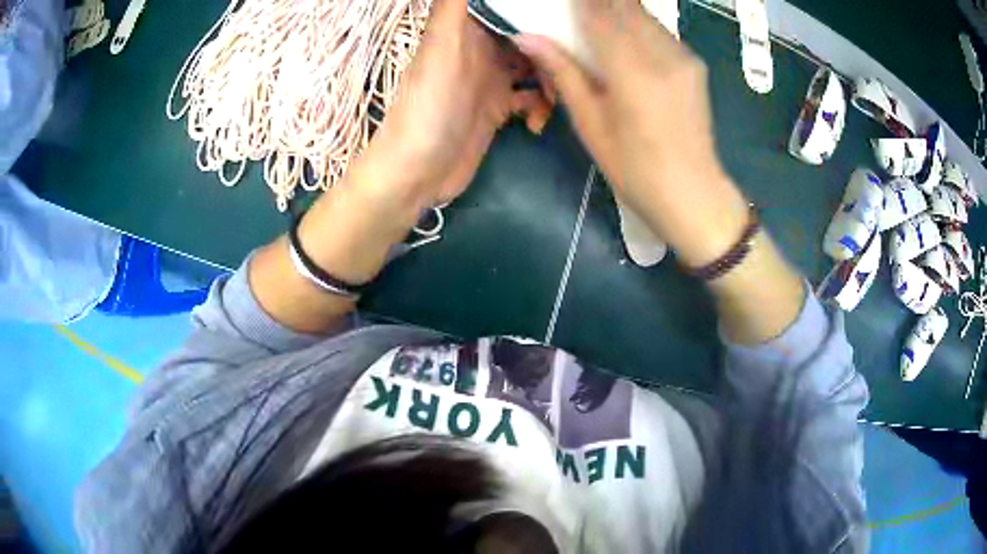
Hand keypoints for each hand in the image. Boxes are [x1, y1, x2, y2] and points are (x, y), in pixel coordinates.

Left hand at [365, 0, 553, 213]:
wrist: (417, 173)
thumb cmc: (428, 107)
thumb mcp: (441, 47)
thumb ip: (454, 6)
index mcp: (466, 29)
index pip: (506, 7)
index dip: (531, 8)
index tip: (561, 12)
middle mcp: (480, 49)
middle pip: (527, 34)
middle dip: (552, 44)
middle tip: (570, 60)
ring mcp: (491, 79)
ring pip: (535, 65)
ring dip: (552, 78)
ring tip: (557, 96)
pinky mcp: (498, 108)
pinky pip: (532, 97)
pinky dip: (541, 107)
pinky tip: (537, 122)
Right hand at [513, 0, 747, 267]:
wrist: (693, 193)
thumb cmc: (634, 169)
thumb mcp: (590, 124)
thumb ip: (562, 72)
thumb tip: (526, 38)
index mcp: (632, 72)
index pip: (600, 14)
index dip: (580, 2)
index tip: (564, 3)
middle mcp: (663, 54)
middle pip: (625, 6)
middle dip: (599, 2)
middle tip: (580, 12)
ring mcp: (684, 57)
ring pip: (644, 15)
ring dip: (618, 11)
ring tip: (598, 26)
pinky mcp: (695, 64)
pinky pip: (659, 31)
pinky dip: (637, 26)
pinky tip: (626, 43)